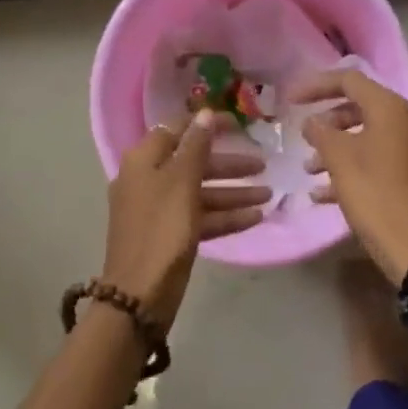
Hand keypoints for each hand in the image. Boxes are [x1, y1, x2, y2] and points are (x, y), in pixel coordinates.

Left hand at [103, 112, 269, 326]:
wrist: (139, 295)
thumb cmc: (162, 229)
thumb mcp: (182, 182)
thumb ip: (196, 146)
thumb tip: (204, 113)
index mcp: (144, 160)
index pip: (178, 129)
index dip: (207, 124)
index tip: (238, 124)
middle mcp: (148, 179)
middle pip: (193, 162)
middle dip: (229, 165)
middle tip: (263, 164)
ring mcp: (159, 209)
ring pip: (200, 191)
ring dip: (233, 192)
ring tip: (269, 195)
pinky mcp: (169, 235)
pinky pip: (200, 217)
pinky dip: (225, 216)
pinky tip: (255, 217)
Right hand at [296, 69, 407, 284]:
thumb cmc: (377, 196)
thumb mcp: (340, 161)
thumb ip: (322, 133)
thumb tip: (312, 122)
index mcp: (391, 109)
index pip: (349, 80)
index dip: (316, 86)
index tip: (290, 100)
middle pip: (360, 108)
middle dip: (327, 121)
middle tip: (303, 136)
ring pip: (368, 137)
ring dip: (336, 148)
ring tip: (309, 170)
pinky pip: (379, 161)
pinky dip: (353, 168)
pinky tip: (325, 194)